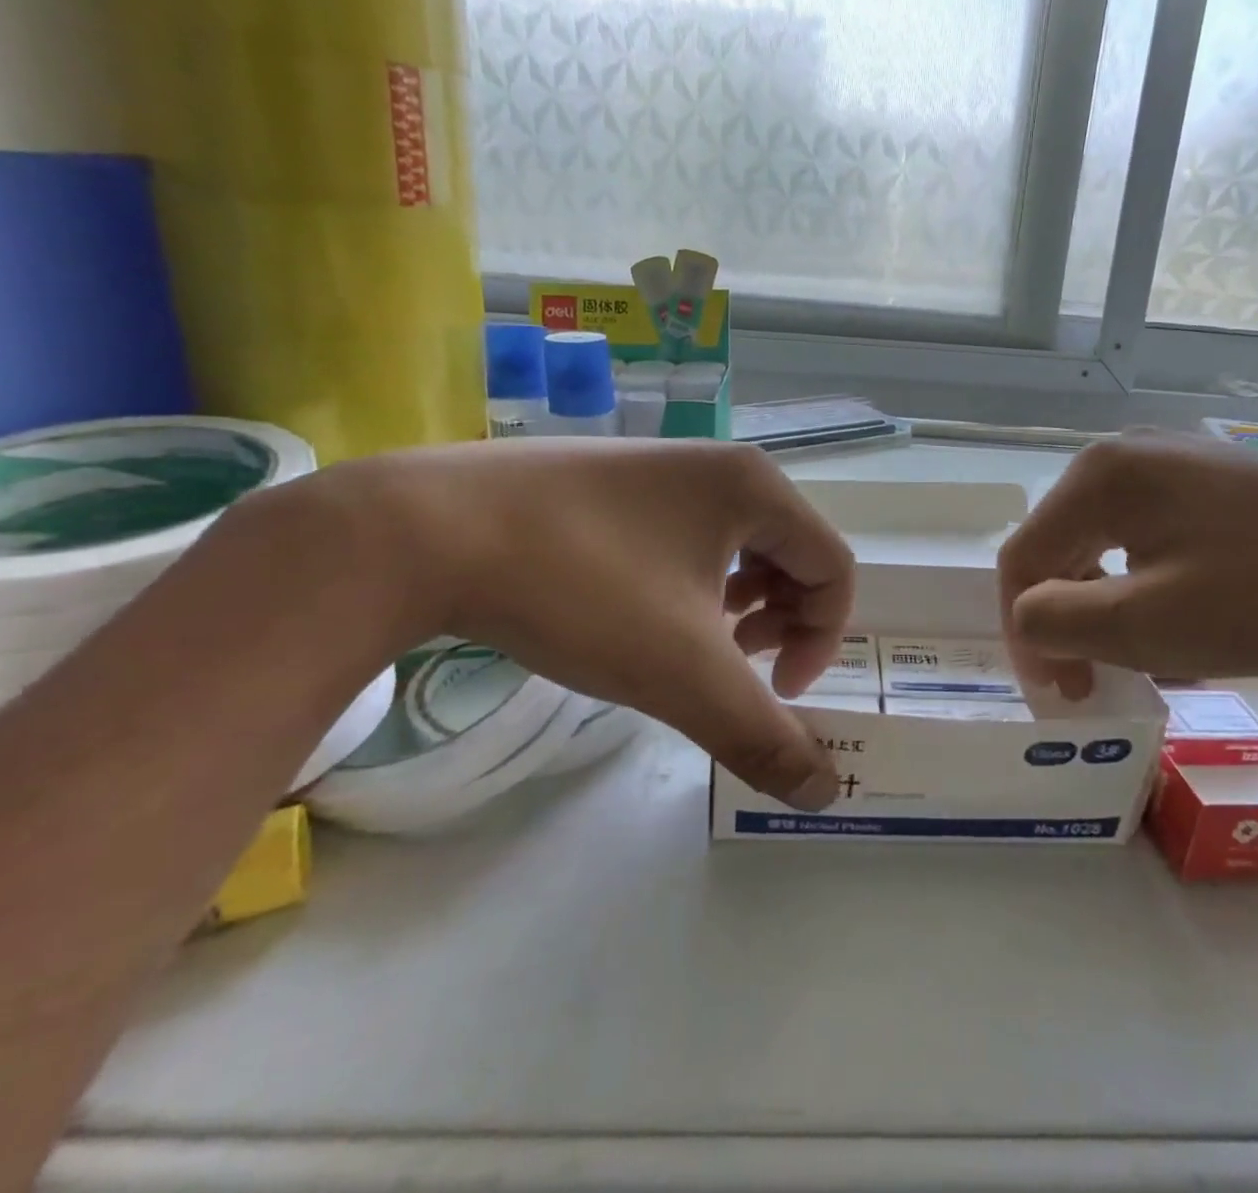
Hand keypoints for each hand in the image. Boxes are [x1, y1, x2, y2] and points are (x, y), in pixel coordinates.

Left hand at [331, 438, 850, 809]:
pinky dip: (691, 582)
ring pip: (739, 544)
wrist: (423, 530)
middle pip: (792, 552)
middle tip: (740, 665)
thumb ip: (761, 736)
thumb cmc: (581, 588)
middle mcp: (720, 464)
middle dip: (782, 621)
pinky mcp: (613, 478)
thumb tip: (825, 793)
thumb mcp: (684, 672)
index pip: (834, 568)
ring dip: (740, 605)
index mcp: (758, 488)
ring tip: (696, 643)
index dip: (822, 640)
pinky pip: (686, 533)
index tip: (775, 691)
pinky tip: (643, 613)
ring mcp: (662, 465)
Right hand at [997, 431, 1257, 696]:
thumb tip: (1028, 619)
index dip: (1022, 629)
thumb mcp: (1149, 624)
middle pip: (1062, 546)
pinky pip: (1150, 536)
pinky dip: (1147, 585)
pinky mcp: (1212, 480)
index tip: (1058, 692)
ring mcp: (1174, 462)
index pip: (1023, 557)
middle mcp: (1126, 455)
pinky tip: (1184, 621)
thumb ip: (1058, 622)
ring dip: (1108, 606)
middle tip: (1093, 680)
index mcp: (1099, 477)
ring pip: (1107, 545)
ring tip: (1144, 658)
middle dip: (1067, 619)